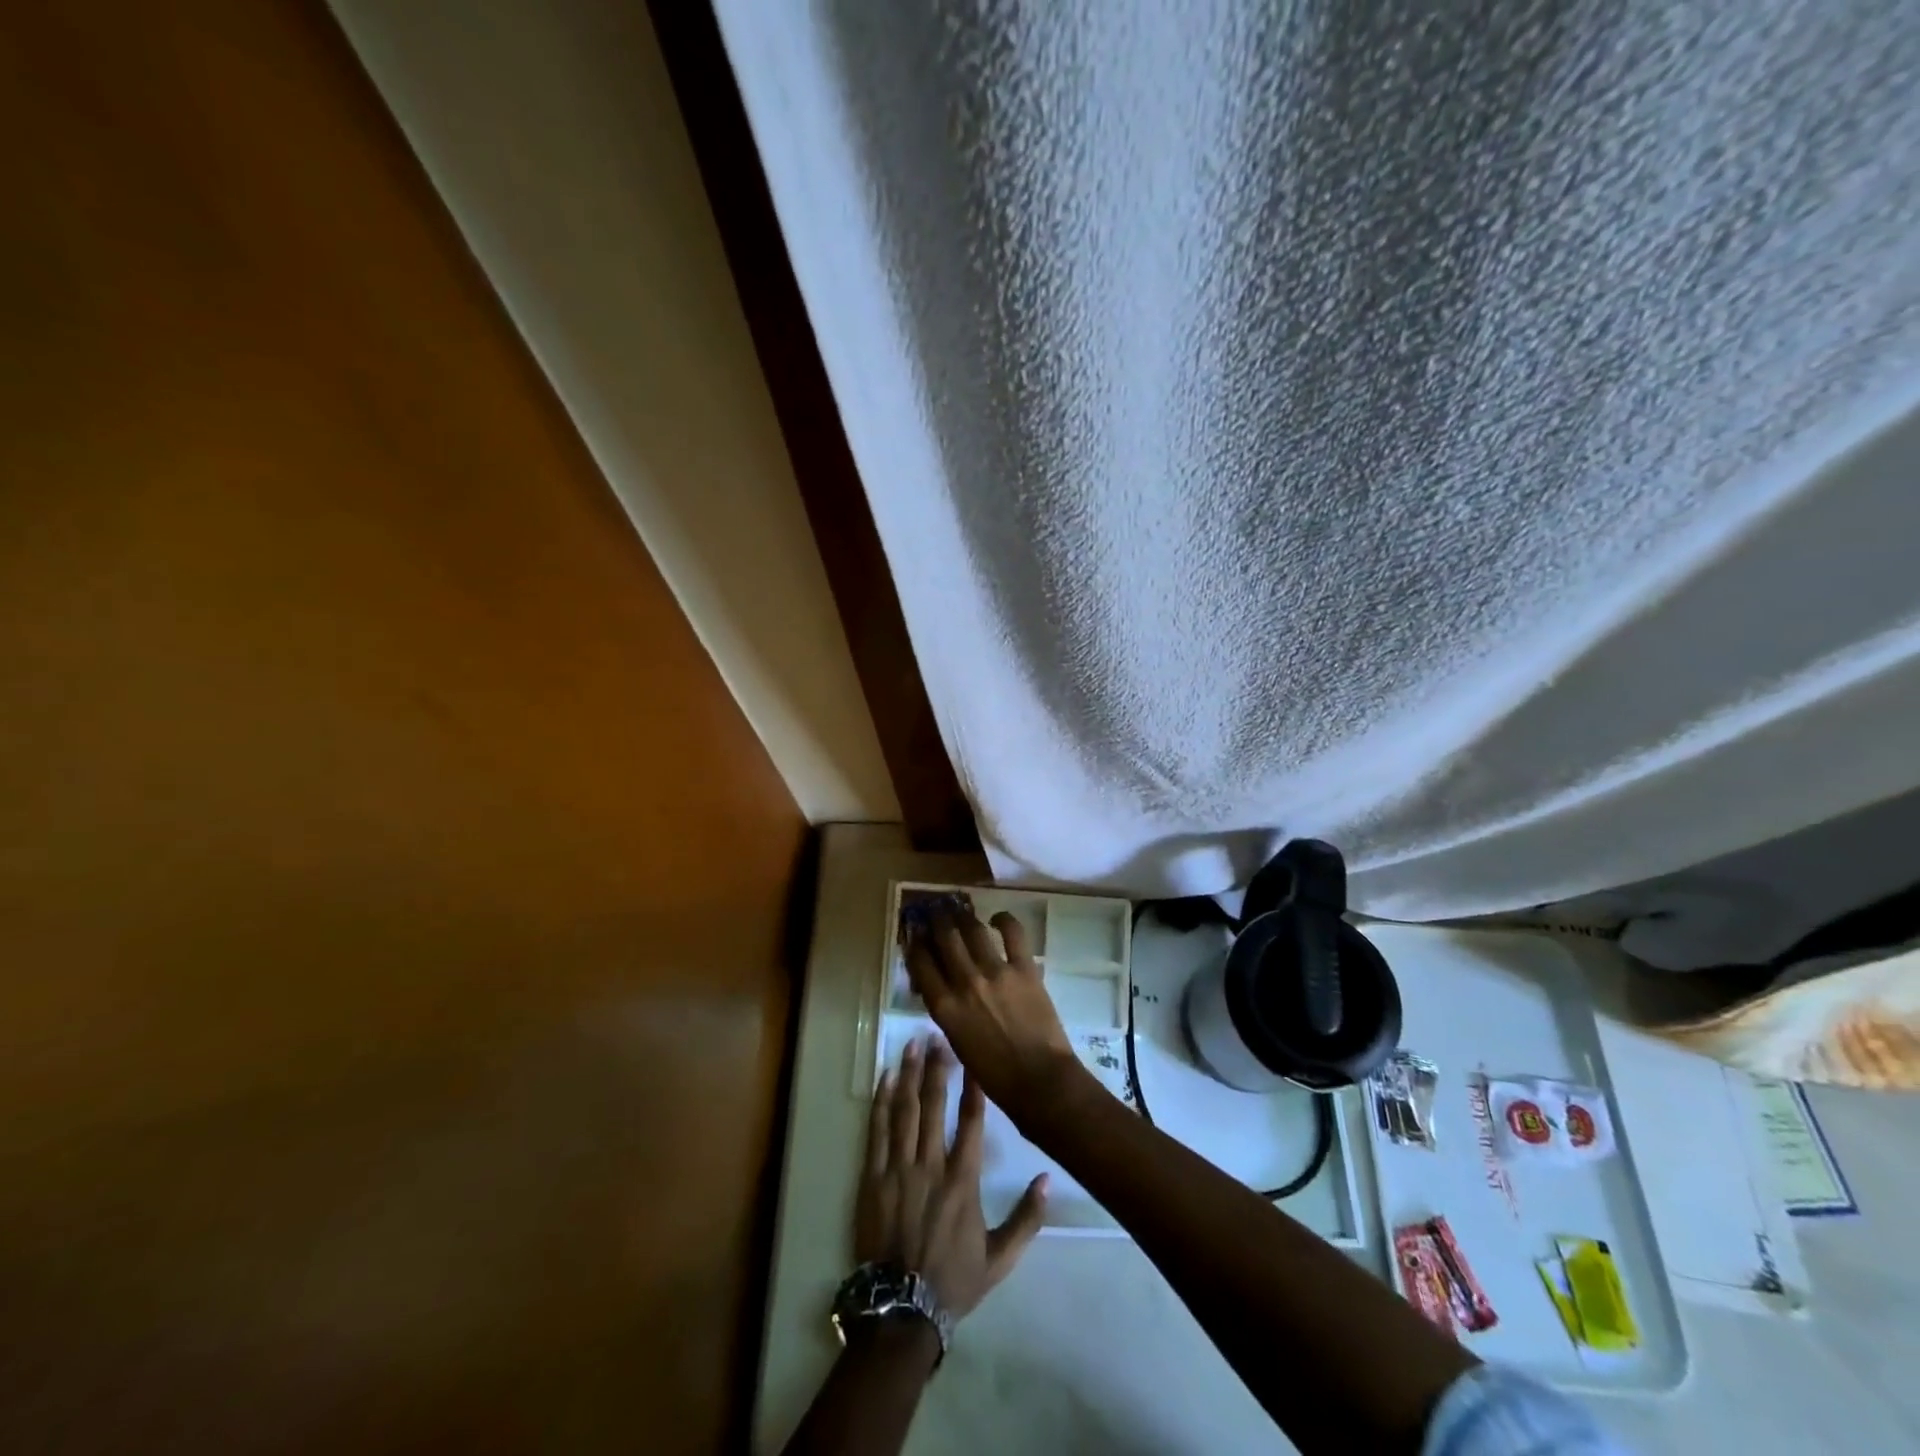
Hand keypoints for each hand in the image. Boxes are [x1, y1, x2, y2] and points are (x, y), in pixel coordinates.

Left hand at [857, 1035, 1046, 1322]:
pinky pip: (877, 1132)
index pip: (970, 1122)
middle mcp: (930, 1166)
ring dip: (909, 1074)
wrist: (901, 1310)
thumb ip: (1027, 1219)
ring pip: (904, 1110)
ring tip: (912, 1044)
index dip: (973, 1087)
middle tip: (938, 1035)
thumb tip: (1048, 1179)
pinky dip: (881, 1102)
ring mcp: (898, 1169)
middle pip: (934, 1105)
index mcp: (963, 1181)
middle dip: (937, 1067)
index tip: (973, 1057)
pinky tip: (885, 1079)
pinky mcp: (873, 1178)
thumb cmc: (953, 1281)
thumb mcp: (1000, 1258)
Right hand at [904, 906, 1081, 1122]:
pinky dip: (1003, 920)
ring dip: (963, 915)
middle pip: (944, 938)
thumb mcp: (957, 1042)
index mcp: (944, 1007)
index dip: (915, 943)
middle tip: (935, 910)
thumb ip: (947, 1010)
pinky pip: (1012, 933)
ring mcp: (995, 972)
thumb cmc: (995, 1074)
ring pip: (972, 930)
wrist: (1039, 1081)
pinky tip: (997, 918)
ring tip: (958, 906)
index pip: (921, 964)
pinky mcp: (1024, 968)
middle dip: (936, 920)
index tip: (915, 933)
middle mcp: (965, 983)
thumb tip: (942, 986)